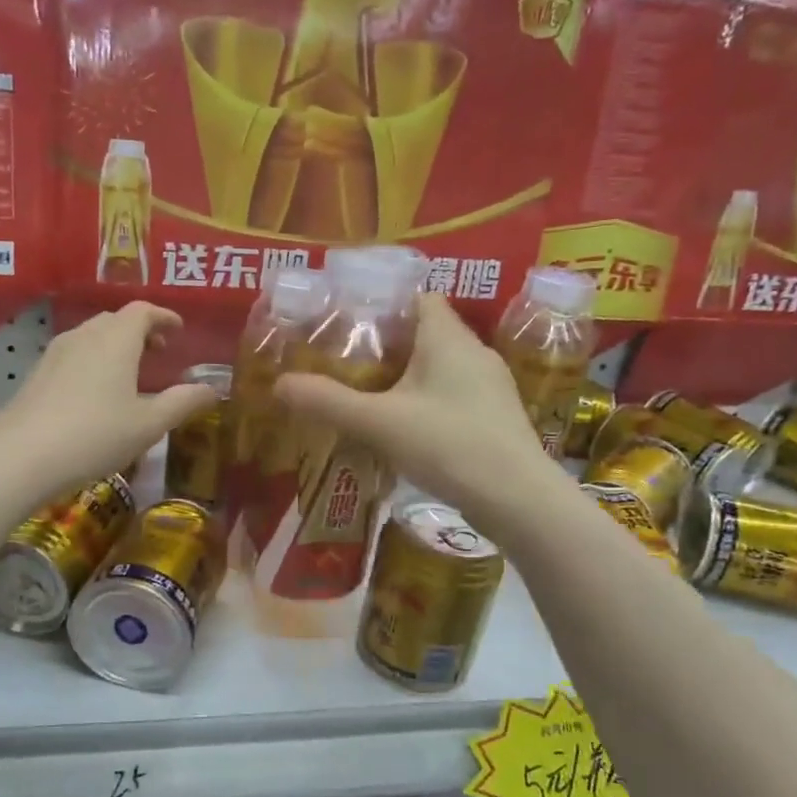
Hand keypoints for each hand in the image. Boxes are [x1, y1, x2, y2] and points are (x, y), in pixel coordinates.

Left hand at [0, 302, 216, 504]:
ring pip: (92, 336)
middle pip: (116, 320)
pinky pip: (74, 354)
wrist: (22, 455)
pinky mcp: (37, 373)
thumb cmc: (96, 435)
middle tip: (158, 353)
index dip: (164, 317)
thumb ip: (182, 402)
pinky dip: (93, 360)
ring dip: (115, 345)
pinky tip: (95, 392)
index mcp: (117, 339)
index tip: (178, 330)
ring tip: (129, 373)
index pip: (143, 311)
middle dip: (140, 330)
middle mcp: (85, 335)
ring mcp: (56, 352)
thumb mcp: (149, 424)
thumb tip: (211, 389)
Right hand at [274, 293, 555, 539]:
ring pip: (441, 367)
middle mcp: (475, 352)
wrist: (518, 499)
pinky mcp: (496, 418)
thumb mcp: (378, 422)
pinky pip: (454, 396)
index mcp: (448, 338)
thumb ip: (328, 402)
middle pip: (427, 332)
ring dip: (409, 377)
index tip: (349, 322)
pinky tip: (405, 429)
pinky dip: (428, 402)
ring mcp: (491, 387)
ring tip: (370, 395)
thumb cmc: (449, 445)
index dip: (384, 304)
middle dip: (388, 345)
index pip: (418, 297)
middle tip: (348, 362)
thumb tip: (279, 383)